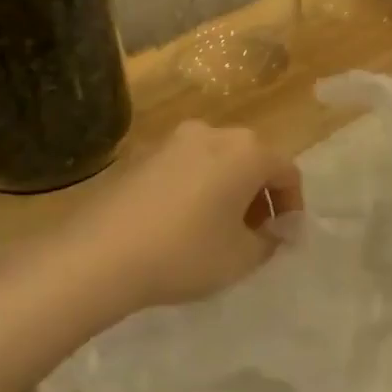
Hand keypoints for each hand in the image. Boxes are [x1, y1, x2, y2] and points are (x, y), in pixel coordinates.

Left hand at [62, 121, 302, 309]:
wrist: (98, 255)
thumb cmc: (185, 253)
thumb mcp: (242, 258)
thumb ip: (270, 241)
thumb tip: (275, 231)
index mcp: (247, 151)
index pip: (287, 172)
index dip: (292, 206)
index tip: (284, 237)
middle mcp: (213, 133)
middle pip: (252, 160)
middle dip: (259, 196)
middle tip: (254, 233)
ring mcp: (173, 140)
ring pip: (217, 161)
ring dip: (227, 190)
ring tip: (217, 229)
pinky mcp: (141, 155)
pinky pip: (185, 167)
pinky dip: (196, 188)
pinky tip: (181, 223)